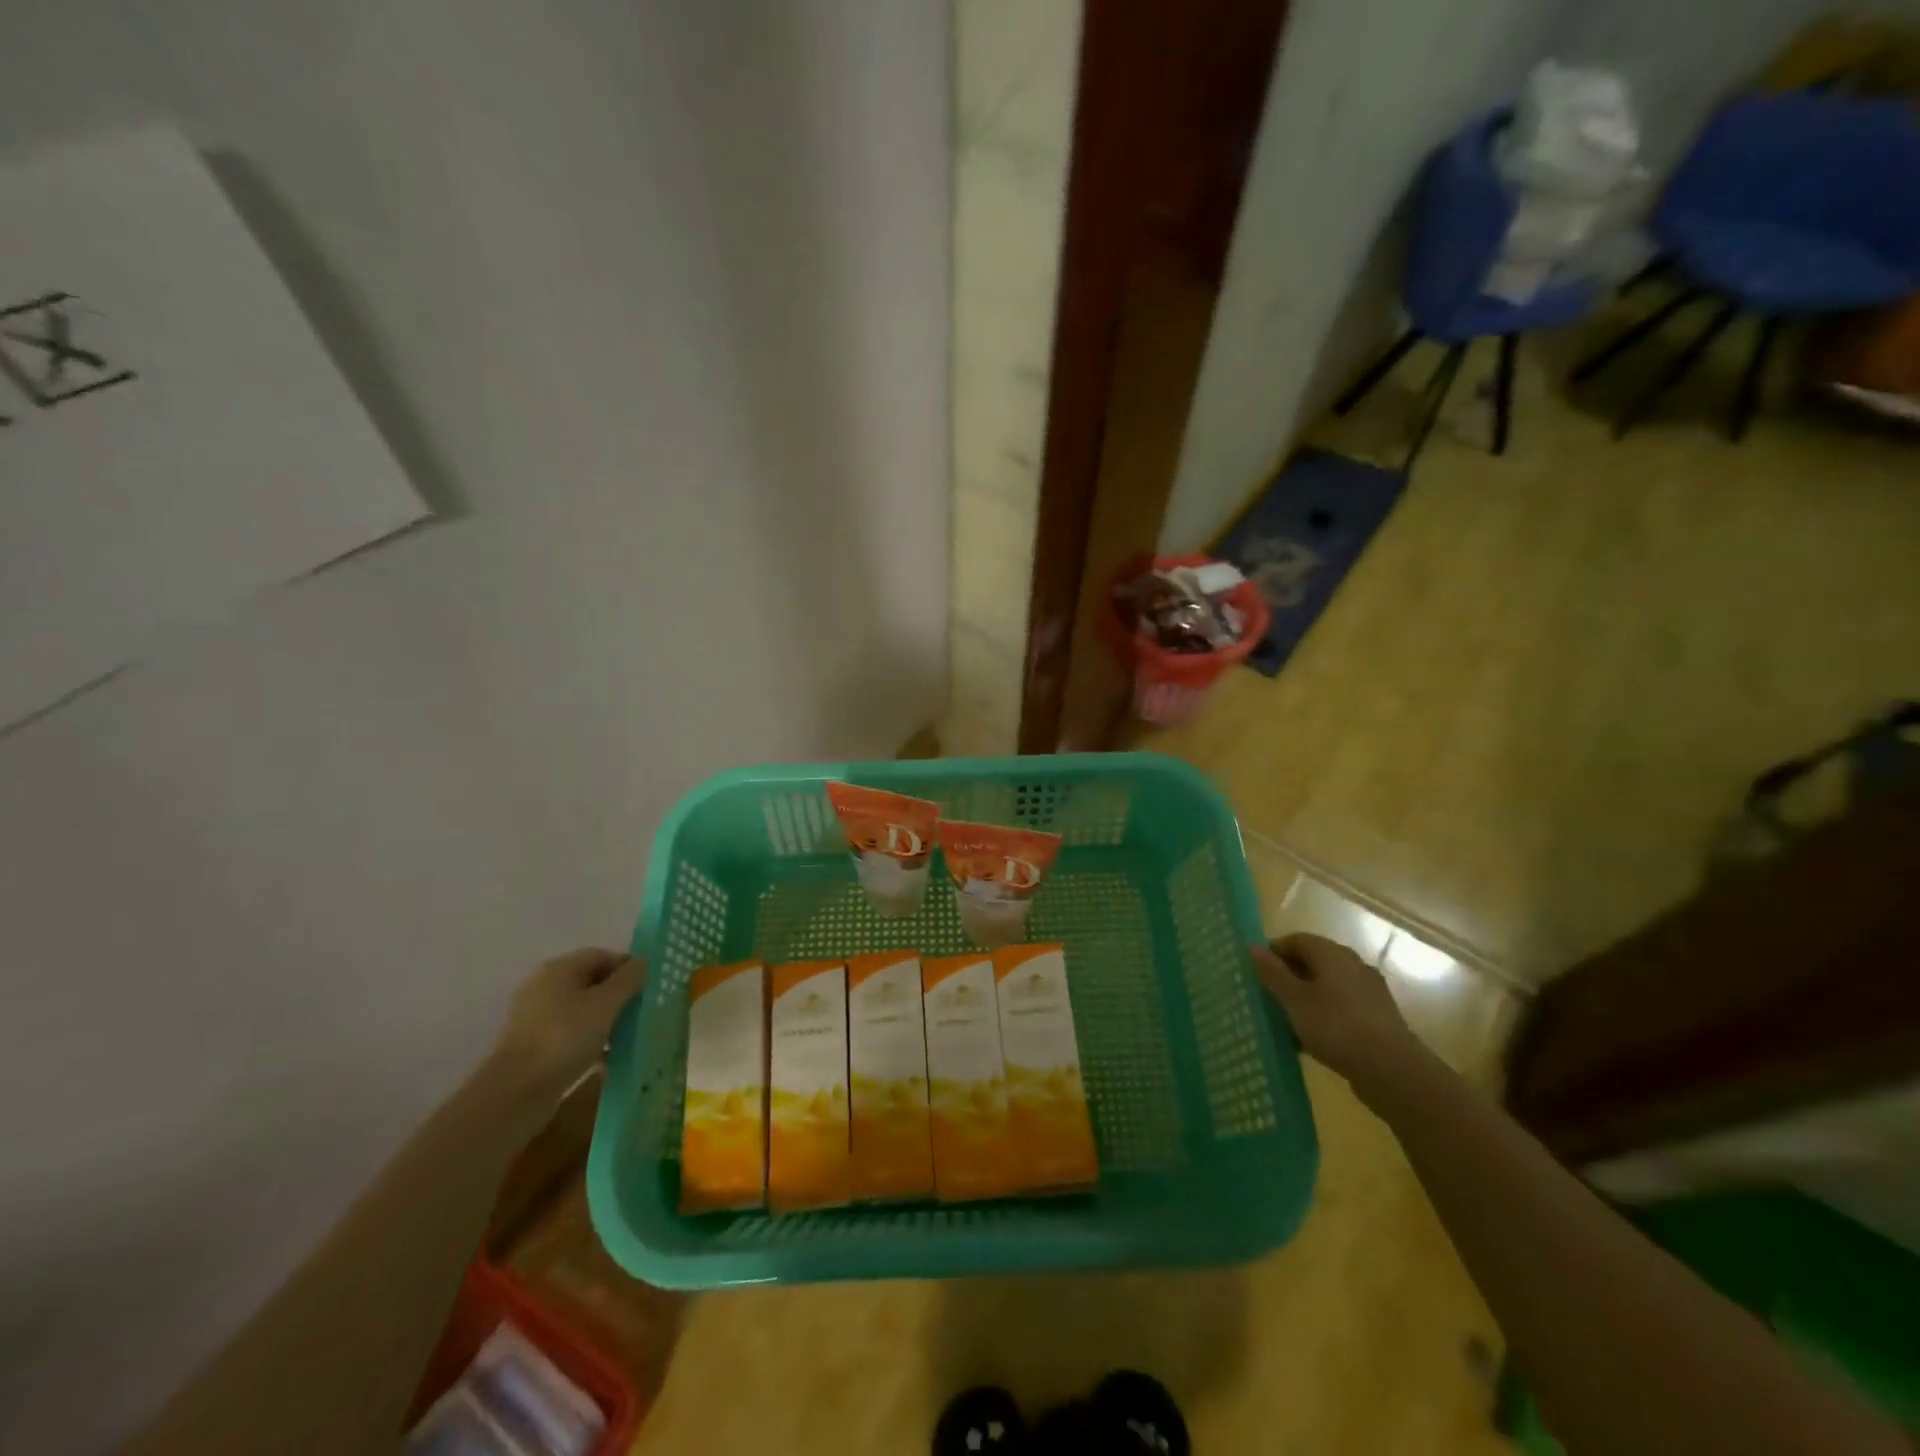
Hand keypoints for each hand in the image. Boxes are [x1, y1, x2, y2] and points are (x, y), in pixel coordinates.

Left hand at [493, 948, 645, 1095]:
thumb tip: (643, 962)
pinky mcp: (535, 1046)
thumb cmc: (565, 1037)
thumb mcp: (605, 1004)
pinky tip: (607, 1057)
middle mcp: (544, 987)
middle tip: (642, 1010)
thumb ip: (628, 979)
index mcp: (558, 969)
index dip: (627, 966)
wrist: (516, 1092)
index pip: (600, 955)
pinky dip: (591, 1039)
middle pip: (590, 981)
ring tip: (628, 1035)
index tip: (649, 986)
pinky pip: (571, 1033)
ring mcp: (536, 1018)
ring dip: (607, 1019)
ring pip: (582, 1009)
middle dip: (618, 994)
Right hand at [1252, 933, 1425, 1104]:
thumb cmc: (1336, 1027)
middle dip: (1288, 976)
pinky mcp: (1377, 1017)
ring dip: (1305, 997)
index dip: (1273, 952)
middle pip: (1313, 961)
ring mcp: (1368, 991)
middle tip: (1266, 996)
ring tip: (1285, 1020)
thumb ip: (1272, 973)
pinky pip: (1341, 1006)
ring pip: (1327, 986)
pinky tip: (1311, 1038)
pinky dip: (1323, 1014)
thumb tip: (1252, 947)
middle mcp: (1353, 965)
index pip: (1296, 939)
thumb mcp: (1294, 1000)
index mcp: (1332, 954)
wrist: (1393, 1071)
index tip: (1255, 972)